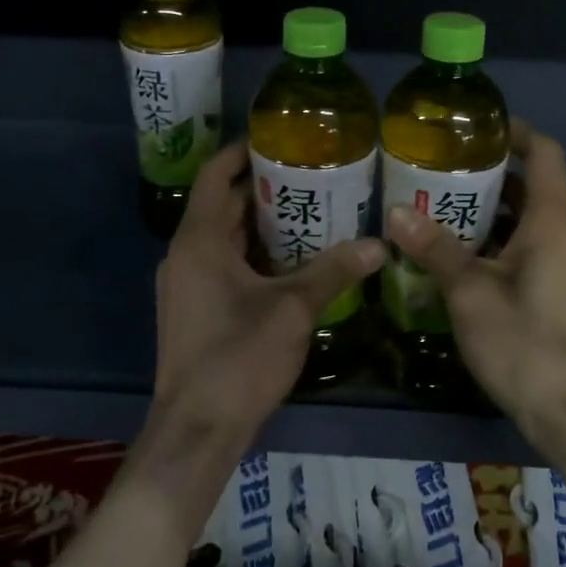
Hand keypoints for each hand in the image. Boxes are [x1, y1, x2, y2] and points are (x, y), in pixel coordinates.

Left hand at [153, 143, 385, 452]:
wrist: (197, 430)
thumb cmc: (238, 358)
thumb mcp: (293, 309)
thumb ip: (334, 271)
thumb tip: (380, 244)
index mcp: (199, 240)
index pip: (216, 175)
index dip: (243, 150)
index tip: (279, 137)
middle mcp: (185, 254)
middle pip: (223, 204)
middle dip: (264, 188)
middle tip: (311, 173)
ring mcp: (186, 284)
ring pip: (225, 237)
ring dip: (261, 223)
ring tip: (310, 210)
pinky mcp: (193, 309)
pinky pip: (223, 264)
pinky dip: (254, 253)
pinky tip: (292, 261)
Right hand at [386, 120, 565, 442]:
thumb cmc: (526, 342)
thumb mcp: (471, 292)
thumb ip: (435, 248)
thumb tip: (396, 211)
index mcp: (551, 221)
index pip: (543, 153)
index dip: (514, 132)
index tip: (473, 127)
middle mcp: (560, 235)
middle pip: (527, 185)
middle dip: (483, 173)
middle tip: (433, 168)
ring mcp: (557, 266)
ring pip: (519, 221)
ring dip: (481, 211)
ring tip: (431, 206)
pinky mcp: (549, 293)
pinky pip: (518, 250)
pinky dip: (487, 243)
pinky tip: (448, 255)